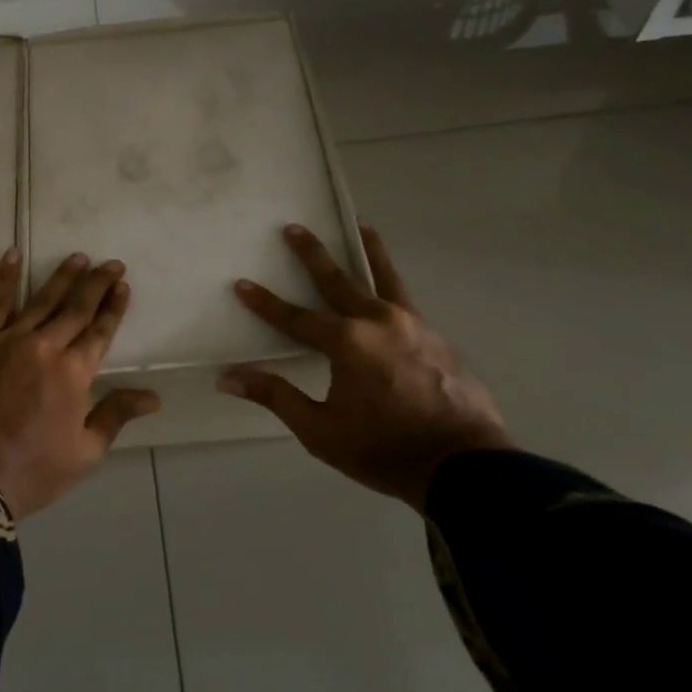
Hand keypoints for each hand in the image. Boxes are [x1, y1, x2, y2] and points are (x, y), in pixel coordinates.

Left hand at [0, 250, 159, 517]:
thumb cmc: (32, 470)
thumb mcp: (84, 452)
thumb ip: (116, 415)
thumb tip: (152, 397)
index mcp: (74, 373)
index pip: (100, 331)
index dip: (114, 308)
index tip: (123, 286)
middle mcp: (46, 347)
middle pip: (76, 308)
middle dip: (96, 284)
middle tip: (111, 263)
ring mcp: (9, 340)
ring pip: (41, 299)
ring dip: (62, 277)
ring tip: (78, 258)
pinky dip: (6, 277)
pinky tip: (13, 255)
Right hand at [217, 223, 512, 512]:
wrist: (464, 466)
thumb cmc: (384, 450)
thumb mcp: (320, 430)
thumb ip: (276, 396)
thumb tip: (227, 378)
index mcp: (347, 342)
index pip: (295, 317)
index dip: (265, 303)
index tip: (242, 284)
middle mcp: (378, 321)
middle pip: (338, 279)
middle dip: (312, 254)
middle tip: (294, 228)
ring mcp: (411, 324)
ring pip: (384, 277)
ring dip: (368, 250)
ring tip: (361, 225)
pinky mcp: (434, 336)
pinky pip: (405, 299)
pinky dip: (392, 281)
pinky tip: (388, 285)